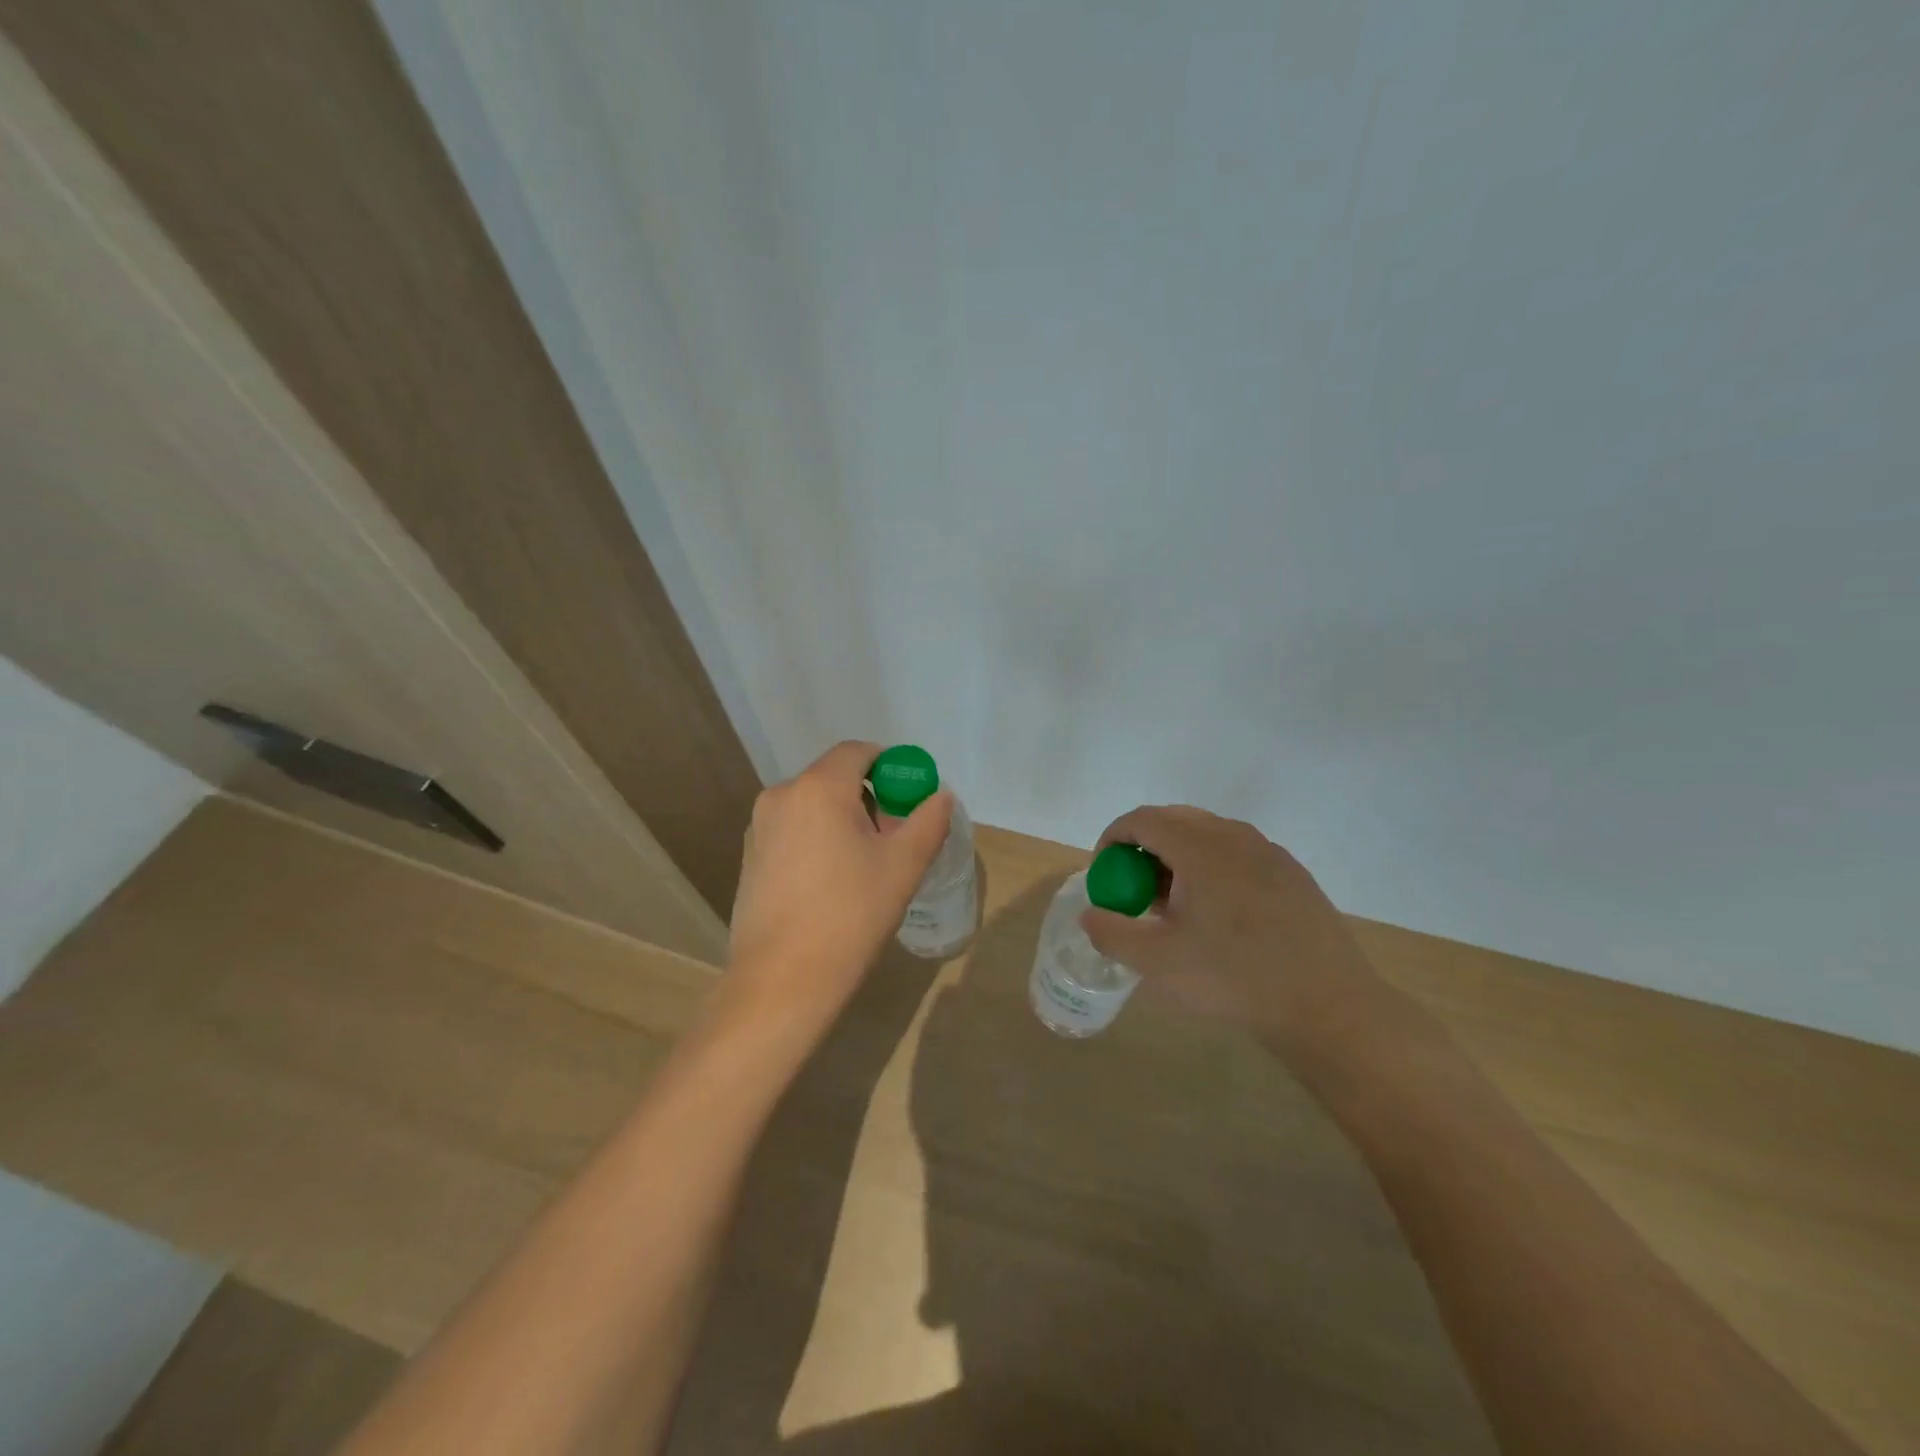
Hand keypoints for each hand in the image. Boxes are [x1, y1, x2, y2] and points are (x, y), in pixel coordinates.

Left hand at [725, 741, 952, 1027]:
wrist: (782, 980)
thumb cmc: (850, 915)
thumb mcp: (903, 866)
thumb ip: (928, 822)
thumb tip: (940, 796)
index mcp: (818, 788)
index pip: (858, 752)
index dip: (890, 767)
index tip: (909, 798)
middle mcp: (781, 795)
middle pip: (834, 778)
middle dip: (868, 798)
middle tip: (893, 837)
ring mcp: (759, 826)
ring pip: (812, 805)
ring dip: (842, 819)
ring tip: (863, 864)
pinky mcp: (749, 856)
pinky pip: (793, 829)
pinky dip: (817, 838)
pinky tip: (830, 882)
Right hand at [1080, 805, 1394, 1058]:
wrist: (1327, 1006)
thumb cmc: (1233, 979)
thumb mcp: (1156, 963)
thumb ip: (1112, 933)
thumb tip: (1090, 915)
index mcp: (1200, 847)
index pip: (1143, 820)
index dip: (1113, 839)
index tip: (1104, 873)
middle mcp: (1235, 837)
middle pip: (1175, 820)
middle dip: (1144, 847)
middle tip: (1134, 888)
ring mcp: (1269, 853)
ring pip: (1209, 836)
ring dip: (1178, 857)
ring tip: (1173, 905)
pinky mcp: (1292, 875)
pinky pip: (1238, 854)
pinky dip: (1211, 868)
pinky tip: (1217, 915)